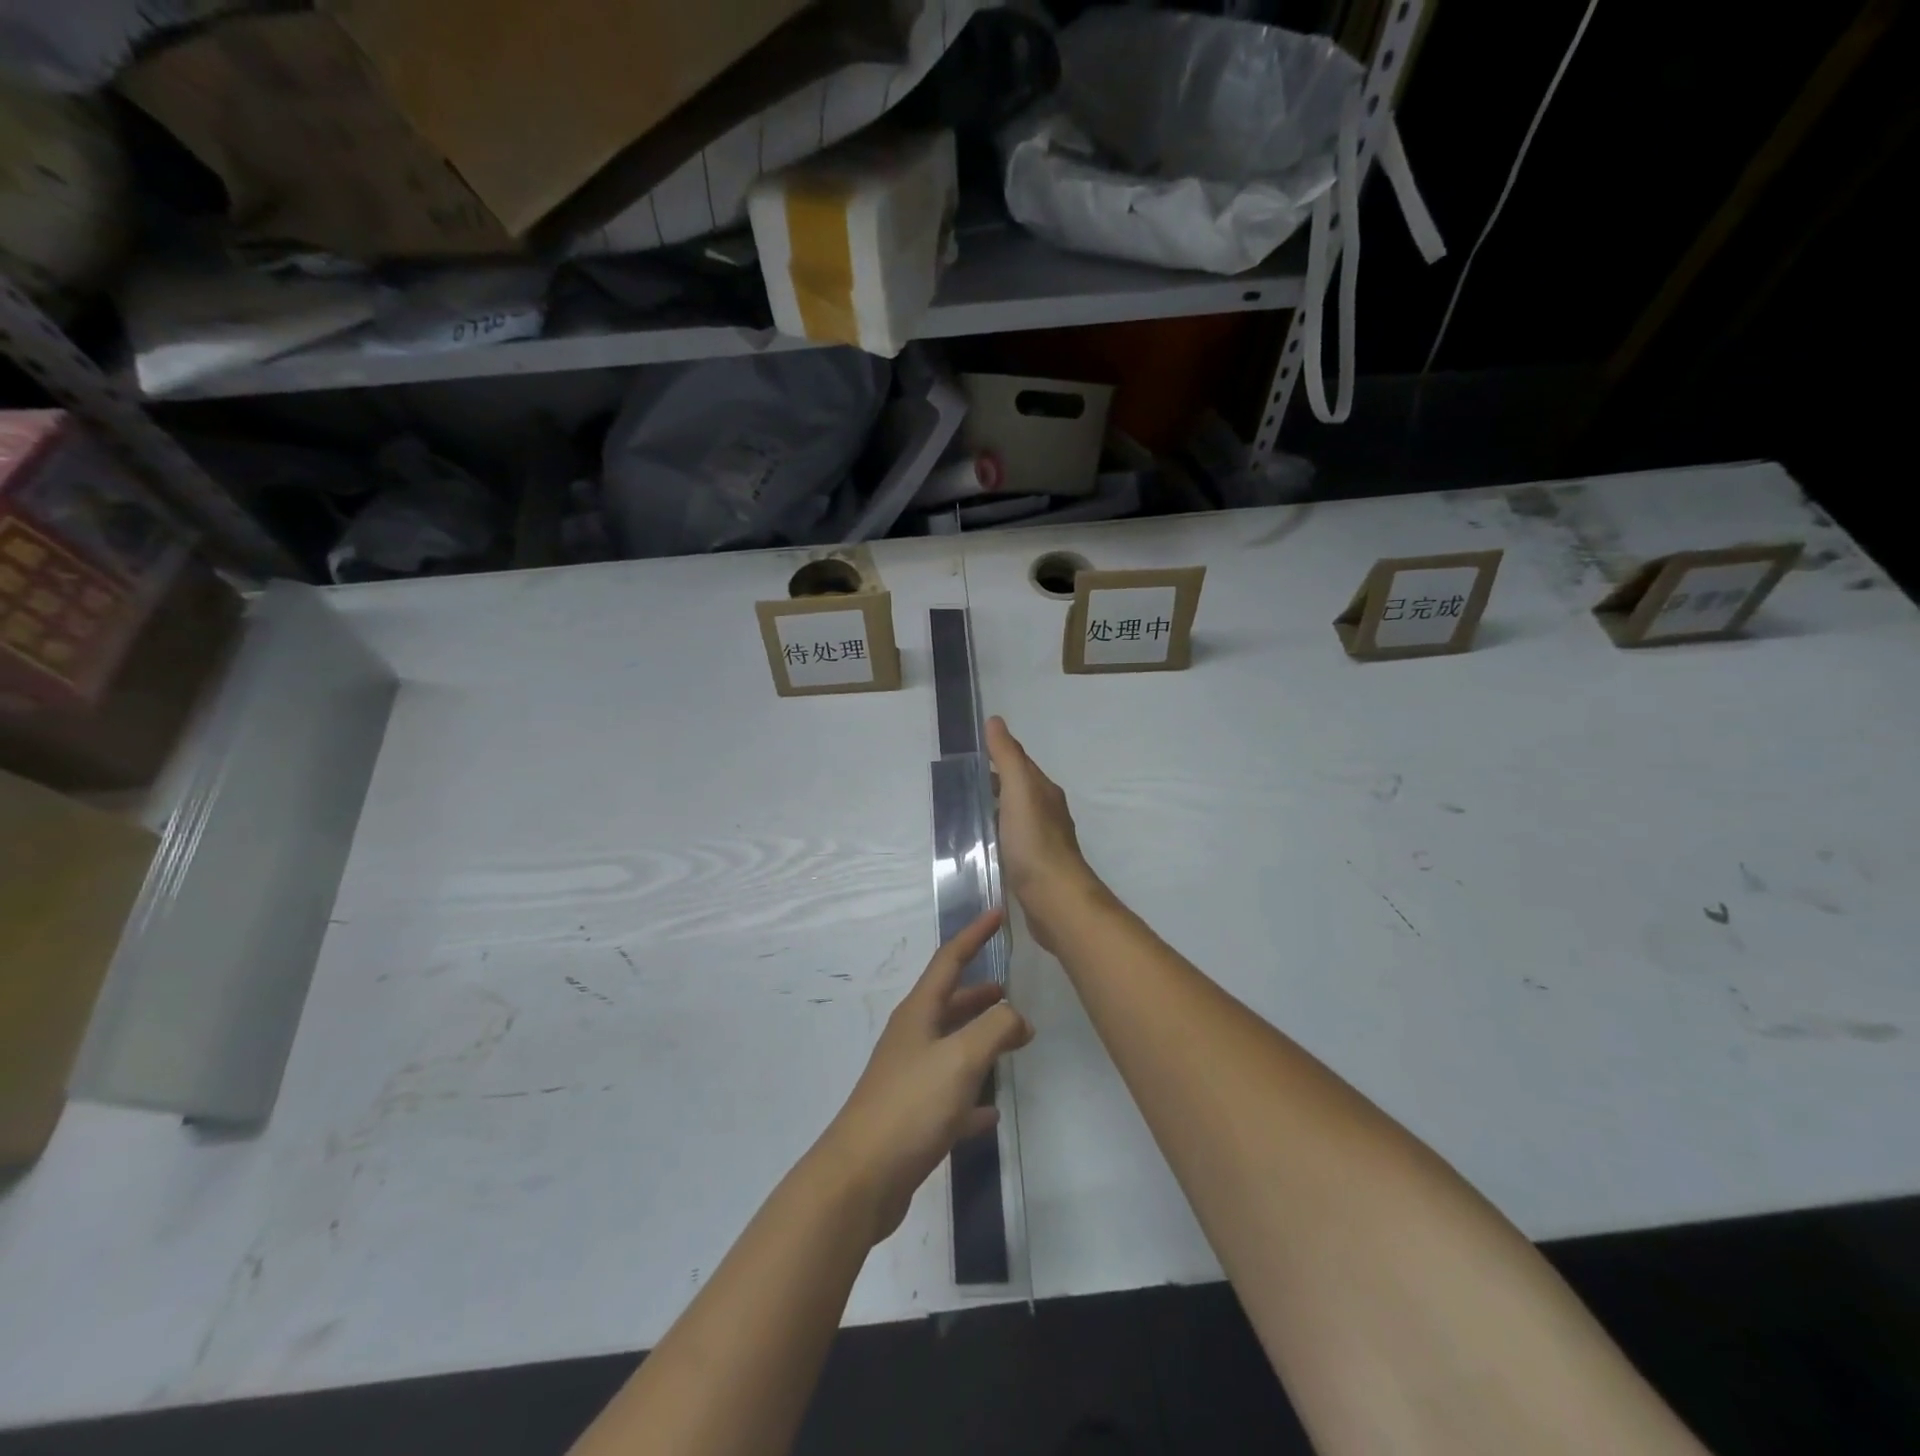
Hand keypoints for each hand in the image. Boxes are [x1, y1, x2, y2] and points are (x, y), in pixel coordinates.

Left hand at [815, 911, 1033, 1245]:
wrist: (861, 1178)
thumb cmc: (911, 1106)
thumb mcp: (961, 1058)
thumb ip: (995, 1028)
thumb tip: (1017, 1017)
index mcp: (919, 1013)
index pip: (949, 960)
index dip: (974, 935)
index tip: (996, 913)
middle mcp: (912, 1038)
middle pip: (950, 1002)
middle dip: (981, 993)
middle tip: (1013, 990)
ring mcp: (910, 1077)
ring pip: (952, 1046)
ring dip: (980, 1039)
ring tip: (1013, 1040)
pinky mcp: (912, 1117)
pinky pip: (950, 1096)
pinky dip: (972, 1096)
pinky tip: (990, 1111)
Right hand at [986, 717, 1105, 952]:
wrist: (1054, 899)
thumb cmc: (1035, 841)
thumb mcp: (1018, 791)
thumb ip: (1007, 757)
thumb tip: (995, 721)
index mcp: (1044, 792)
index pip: (1020, 765)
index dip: (999, 756)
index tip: (970, 755)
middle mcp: (1047, 813)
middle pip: (1018, 790)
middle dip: (994, 784)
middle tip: (959, 784)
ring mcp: (1041, 842)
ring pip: (1014, 817)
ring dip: (995, 811)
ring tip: (964, 812)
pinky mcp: (1033, 867)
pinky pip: (1012, 843)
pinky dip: (997, 837)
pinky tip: (981, 845)